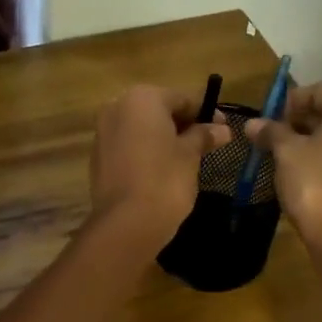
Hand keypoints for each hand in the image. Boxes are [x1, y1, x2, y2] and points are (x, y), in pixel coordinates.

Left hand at [89, 86, 232, 249]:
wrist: (126, 223)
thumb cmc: (165, 180)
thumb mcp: (190, 155)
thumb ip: (204, 136)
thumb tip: (222, 129)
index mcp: (142, 99)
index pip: (182, 98)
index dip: (206, 113)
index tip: (223, 129)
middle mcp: (117, 107)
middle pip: (159, 110)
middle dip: (183, 124)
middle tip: (207, 143)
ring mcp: (103, 132)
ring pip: (142, 128)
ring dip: (164, 137)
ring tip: (187, 158)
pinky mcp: (98, 157)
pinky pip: (128, 145)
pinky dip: (146, 151)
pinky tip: (162, 170)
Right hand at [245, 82, 321, 255]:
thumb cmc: (317, 184)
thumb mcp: (287, 153)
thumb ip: (271, 132)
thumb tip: (253, 123)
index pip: (319, 91)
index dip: (289, 100)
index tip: (267, 120)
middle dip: (296, 122)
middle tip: (269, 138)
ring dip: (307, 142)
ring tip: (279, 157)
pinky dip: (320, 160)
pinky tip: (298, 175)